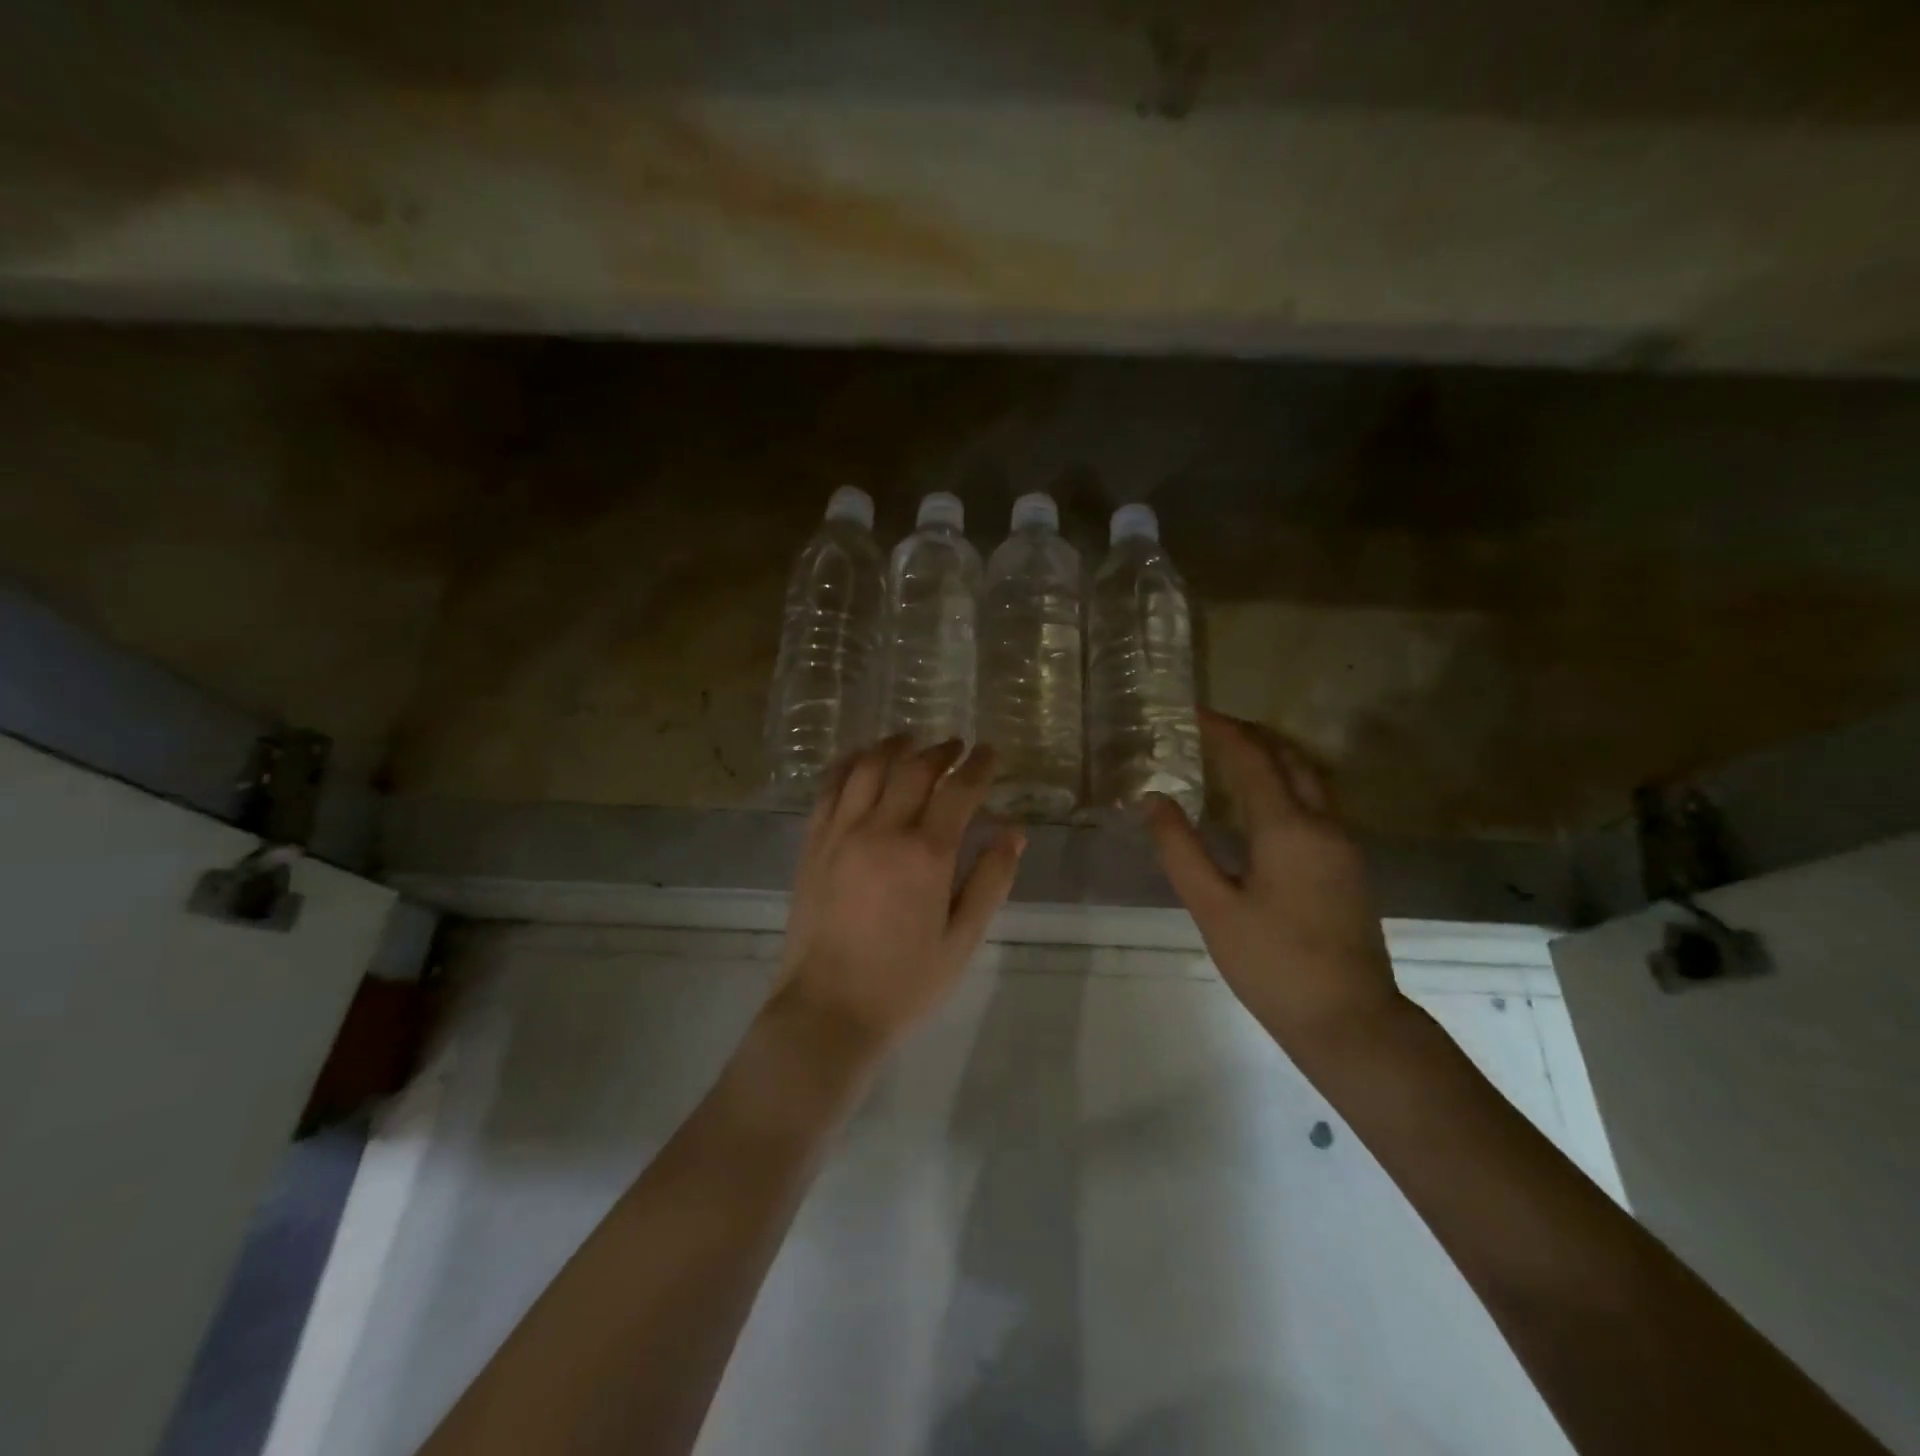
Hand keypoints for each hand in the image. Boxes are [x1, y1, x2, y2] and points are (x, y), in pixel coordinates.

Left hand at [778, 737, 1025, 1053]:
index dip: (978, 766)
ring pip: (867, 768)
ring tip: (909, 741)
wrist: (827, 1011)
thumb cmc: (903, 982)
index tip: (990, 752)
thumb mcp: (962, 940)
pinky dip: (848, 764)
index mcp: (925, 854)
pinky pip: (829, 788)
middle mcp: (881, 830)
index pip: (958, 791)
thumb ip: (990, 881)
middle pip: (913, 770)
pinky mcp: (812, 844)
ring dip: (893, 747)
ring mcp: (840, 833)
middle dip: (939, 751)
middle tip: (956, 746)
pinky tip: (859, 759)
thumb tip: (1014, 833)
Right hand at [1145, 711, 1403, 1054]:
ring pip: (1309, 777)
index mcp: (1288, 828)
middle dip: (1251, 734)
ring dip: (1272, 755)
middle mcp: (1323, 824)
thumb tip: (1152, 800)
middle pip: (1289, 758)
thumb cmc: (1273, 964)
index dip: (1222, 731)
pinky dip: (1286, 782)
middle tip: (1210, 727)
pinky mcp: (1347, 865)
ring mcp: (1342, 844)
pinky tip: (1260, 801)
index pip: (1252, 760)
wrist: (1350, 1020)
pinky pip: (1316, 801)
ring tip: (1232, 753)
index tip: (1192, 711)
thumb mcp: (1212, 908)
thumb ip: (1180, 850)